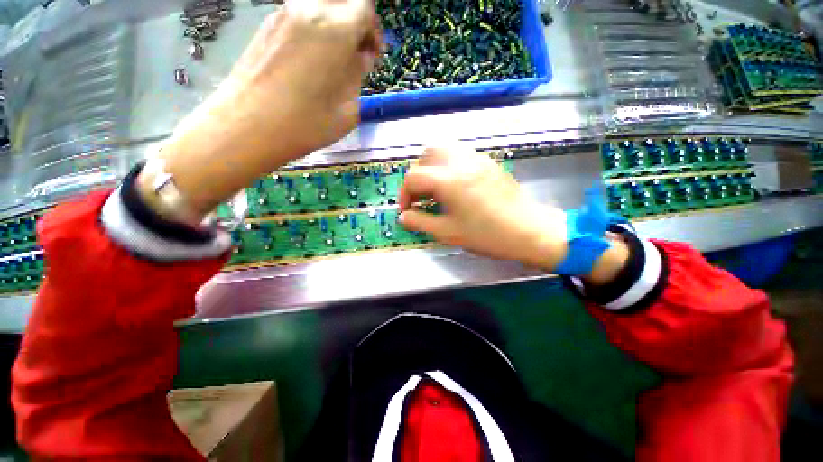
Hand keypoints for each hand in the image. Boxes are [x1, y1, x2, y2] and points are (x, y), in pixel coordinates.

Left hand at [149, 0, 380, 218]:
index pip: (365, 7)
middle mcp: (309, 10)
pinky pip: (300, 17)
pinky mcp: (266, 26)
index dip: (373, 30)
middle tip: (355, 52)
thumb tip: (359, 59)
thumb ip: (358, 77)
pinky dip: (313, 31)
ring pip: (319, 6)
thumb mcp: (348, 110)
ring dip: (334, 26)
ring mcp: (283, 15)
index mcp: (336, 29)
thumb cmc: (306, 124)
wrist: (248, 126)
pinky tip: (311, 61)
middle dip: (355, 21)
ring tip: (334, 61)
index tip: (371, 56)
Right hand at [398, 146, 569, 270]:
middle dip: (418, 174)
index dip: (404, 194)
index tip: (408, 210)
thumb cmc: (487, 234)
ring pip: (445, 149)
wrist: (528, 231)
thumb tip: (403, 216)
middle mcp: (461, 162)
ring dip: (433, 165)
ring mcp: (477, 159)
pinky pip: (461, 154)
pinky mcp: (488, 162)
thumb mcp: (448, 233)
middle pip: (427, 154)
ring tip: (436, 188)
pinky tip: (455, 184)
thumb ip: (420, 222)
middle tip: (422, 195)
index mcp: (448, 180)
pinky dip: (449, 164)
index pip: (414, 177)